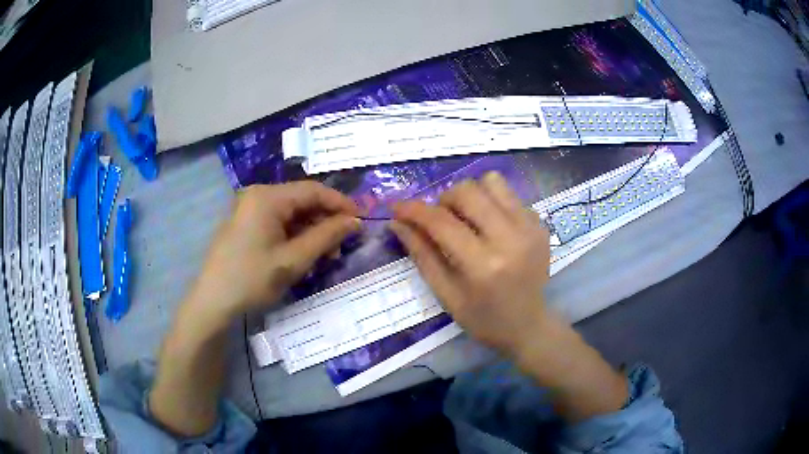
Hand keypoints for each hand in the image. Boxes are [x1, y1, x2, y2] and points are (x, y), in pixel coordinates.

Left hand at [188, 181, 359, 325]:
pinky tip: (304, 253)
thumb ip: (327, 236)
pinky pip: (277, 222)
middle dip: (325, 220)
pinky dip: (294, 235)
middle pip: (301, 200)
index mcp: (267, 197)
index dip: (340, 204)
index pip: (313, 190)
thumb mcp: (294, 260)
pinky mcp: (245, 223)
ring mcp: (249, 209)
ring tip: (326, 254)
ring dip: (311, 230)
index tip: (361, 220)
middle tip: (343, 244)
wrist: (213, 301)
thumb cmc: (252, 279)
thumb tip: (355, 221)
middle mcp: (258, 195)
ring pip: (290, 213)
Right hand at [390, 172, 549, 356]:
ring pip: (491, 182)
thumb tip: (398, 222)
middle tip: (441, 220)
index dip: (414, 210)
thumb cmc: (482, 318)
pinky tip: (490, 228)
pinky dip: (492, 204)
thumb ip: (422, 255)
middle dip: (444, 200)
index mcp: (483, 265)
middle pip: (467, 191)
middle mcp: (510, 239)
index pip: (442, 222)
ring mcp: (530, 228)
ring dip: (470, 195)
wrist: (528, 326)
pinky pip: (509, 195)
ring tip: (467, 218)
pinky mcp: (539, 224)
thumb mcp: (445, 294)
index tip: (397, 207)